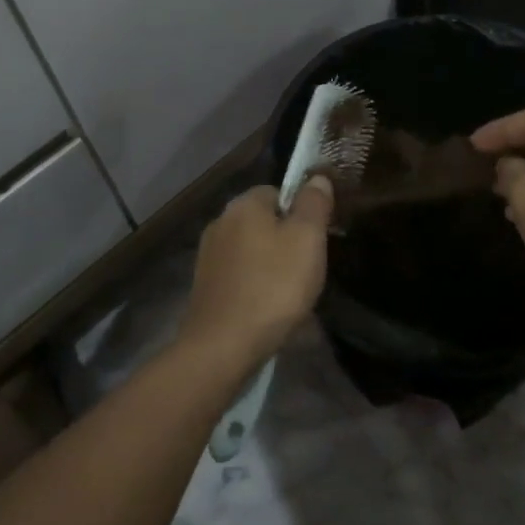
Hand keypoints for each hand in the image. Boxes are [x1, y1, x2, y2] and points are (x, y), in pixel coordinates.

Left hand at [178, 180, 331, 366]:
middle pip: (264, 222)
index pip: (279, 191)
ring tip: (292, 294)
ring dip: (272, 266)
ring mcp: (209, 256)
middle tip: (309, 268)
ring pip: (252, 250)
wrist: (222, 347)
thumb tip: (317, 177)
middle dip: (287, 240)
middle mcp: (221, 222)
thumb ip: (314, 204)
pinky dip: (256, 286)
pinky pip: (240, 277)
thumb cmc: (272, 287)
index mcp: (244, 204)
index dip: (302, 211)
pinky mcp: (205, 287)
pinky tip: (269, 309)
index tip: (319, 237)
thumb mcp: (307, 239)